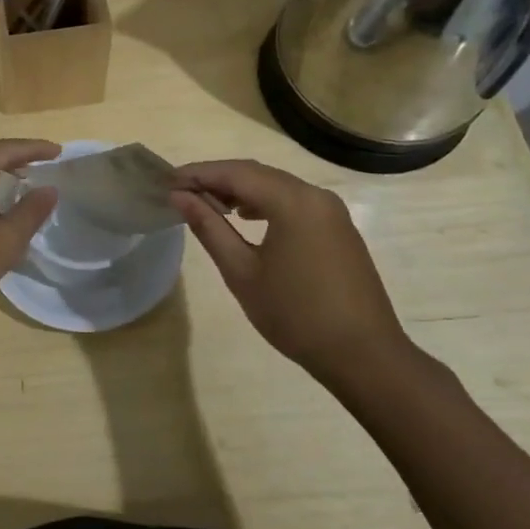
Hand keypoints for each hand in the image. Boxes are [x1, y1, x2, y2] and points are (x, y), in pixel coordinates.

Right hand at [170, 159, 408, 385]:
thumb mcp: (242, 272)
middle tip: (181, 192)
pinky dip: (265, 202)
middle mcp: (315, 195)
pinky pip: (294, 202)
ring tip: (208, 205)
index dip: (198, 173)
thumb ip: (209, 228)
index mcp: (292, 201)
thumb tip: (179, 197)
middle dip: (217, 178)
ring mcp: (331, 211)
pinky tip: (247, 218)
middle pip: (257, 173)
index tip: (166, 181)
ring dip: (241, 189)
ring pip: (277, 186)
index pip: (236, 172)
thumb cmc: (295, 315)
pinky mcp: (338, 228)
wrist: (364, 355)